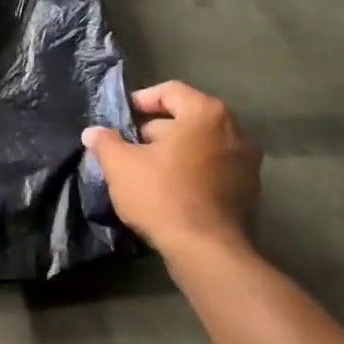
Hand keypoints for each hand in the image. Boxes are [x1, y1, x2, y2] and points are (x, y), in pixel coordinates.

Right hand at [83, 80, 260, 263]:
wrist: (208, 252)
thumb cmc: (162, 194)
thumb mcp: (120, 165)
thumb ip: (105, 142)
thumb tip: (93, 132)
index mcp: (206, 114)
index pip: (170, 91)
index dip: (142, 100)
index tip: (122, 118)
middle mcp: (235, 131)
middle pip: (188, 118)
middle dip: (157, 129)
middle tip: (131, 146)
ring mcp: (248, 163)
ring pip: (202, 144)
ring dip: (175, 151)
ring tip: (147, 170)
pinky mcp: (250, 191)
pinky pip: (215, 168)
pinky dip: (193, 171)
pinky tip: (170, 190)